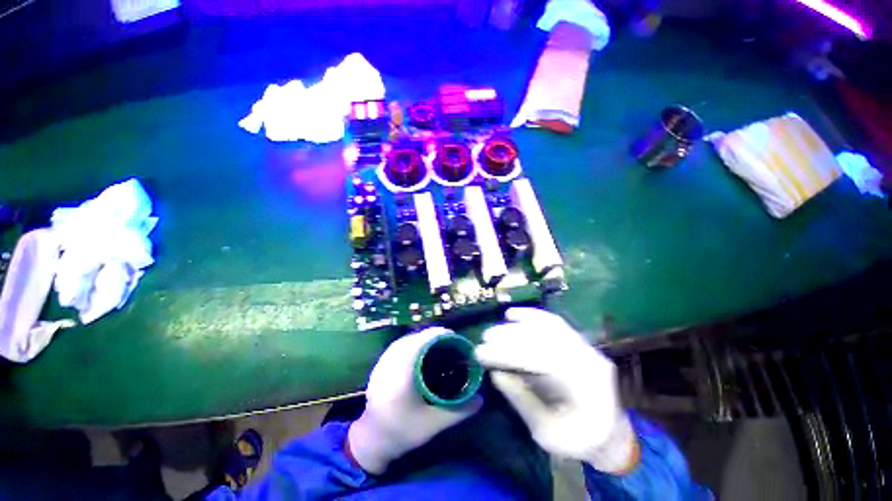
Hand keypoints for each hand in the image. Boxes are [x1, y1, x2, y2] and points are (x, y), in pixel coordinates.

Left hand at [348, 327, 481, 474]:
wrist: (372, 441)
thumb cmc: (402, 433)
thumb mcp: (433, 425)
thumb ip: (458, 411)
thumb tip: (480, 399)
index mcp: (402, 376)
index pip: (419, 343)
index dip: (436, 334)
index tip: (452, 335)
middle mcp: (389, 364)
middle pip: (412, 338)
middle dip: (431, 335)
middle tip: (448, 340)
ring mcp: (381, 363)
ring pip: (404, 340)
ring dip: (420, 337)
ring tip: (436, 342)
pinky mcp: (378, 365)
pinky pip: (397, 345)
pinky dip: (411, 342)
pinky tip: (419, 350)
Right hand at [475, 308, 637, 472]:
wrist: (611, 434)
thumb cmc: (579, 440)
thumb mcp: (547, 432)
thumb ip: (522, 401)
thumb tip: (496, 374)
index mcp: (584, 387)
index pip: (539, 359)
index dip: (507, 354)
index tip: (482, 354)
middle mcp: (587, 359)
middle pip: (544, 339)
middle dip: (509, 337)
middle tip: (484, 339)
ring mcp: (585, 347)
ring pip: (548, 326)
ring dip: (518, 325)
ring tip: (495, 329)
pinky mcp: (578, 342)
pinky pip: (554, 323)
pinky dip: (532, 316)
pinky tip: (513, 315)